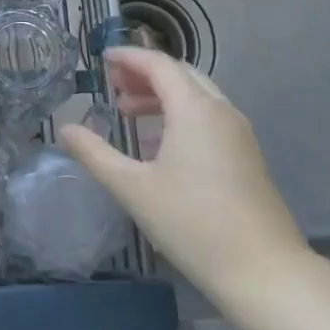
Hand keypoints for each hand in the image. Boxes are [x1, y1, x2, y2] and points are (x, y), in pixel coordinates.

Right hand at [58, 46, 312, 323]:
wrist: (265, 272)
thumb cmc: (193, 224)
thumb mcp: (133, 188)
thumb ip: (95, 154)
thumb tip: (65, 129)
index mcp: (195, 110)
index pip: (159, 65)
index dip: (129, 57)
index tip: (102, 59)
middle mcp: (221, 112)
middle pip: (181, 75)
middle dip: (145, 75)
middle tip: (113, 87)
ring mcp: (239, 134)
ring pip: (197, 97)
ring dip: (162, 96)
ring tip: (129, 114)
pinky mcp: (247, 157)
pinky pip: (209, 118)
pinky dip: (180, 116)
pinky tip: (158, 145)